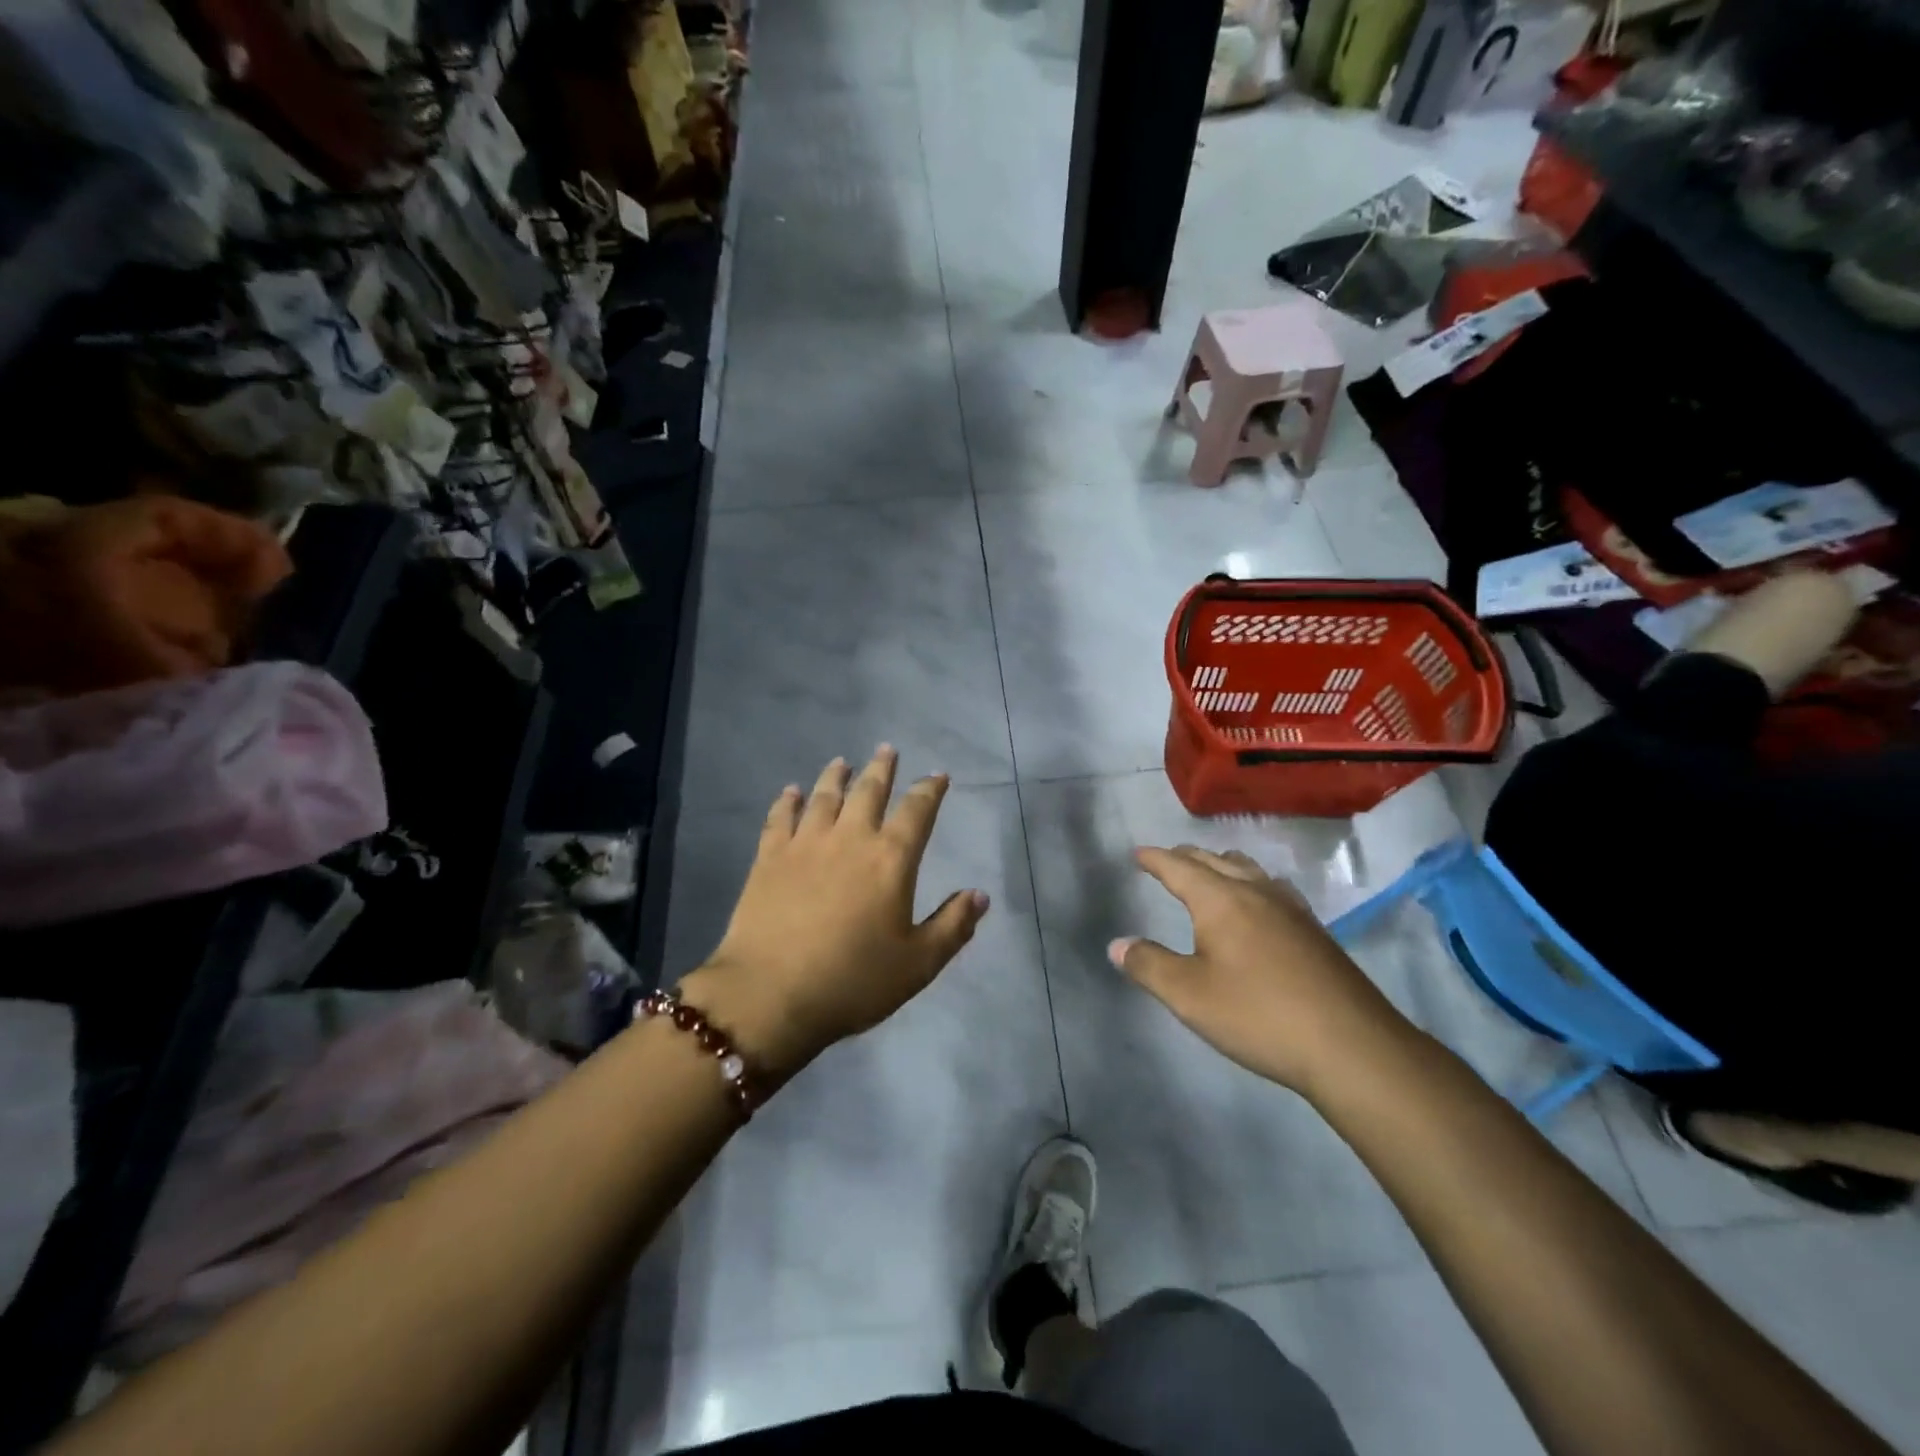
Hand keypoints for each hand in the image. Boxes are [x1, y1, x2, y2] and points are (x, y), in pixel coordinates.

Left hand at [680, 748, 989, 1079]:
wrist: (771, 995)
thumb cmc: (854, 980)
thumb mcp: (918, 963)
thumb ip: (953, 926)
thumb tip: (980, 895)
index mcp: (891, 859)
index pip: (917, 811)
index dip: (930, 790)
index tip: (937, 775)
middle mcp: (850, 838)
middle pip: (869, 791)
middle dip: (882, 769)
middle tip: (887, 750)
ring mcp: (805, 844)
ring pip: (824, 796)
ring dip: (835, 776)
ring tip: (842, 762)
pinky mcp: (768, 858)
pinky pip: (780, 818)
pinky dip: (787, 801)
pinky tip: (790, 792)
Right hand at [1111, 846, 1414, 1098]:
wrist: (1351, 1045)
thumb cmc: (1258, 1015)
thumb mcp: (1189, 996)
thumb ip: (1149, 966)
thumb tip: (1117, 945)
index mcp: (1221, 900)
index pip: (1180, 868)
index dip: (1156, 859)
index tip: (1139, 853)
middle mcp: (1257, 892)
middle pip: (1216, 861)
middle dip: (1187, 857)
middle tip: (1168, 860)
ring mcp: (1292, 910)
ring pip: (1250, 870)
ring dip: (1223, 865)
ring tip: (1212, 871)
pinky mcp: (1315, 932)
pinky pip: (1273, 889)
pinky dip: (1252, 883)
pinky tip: (1260, 906)